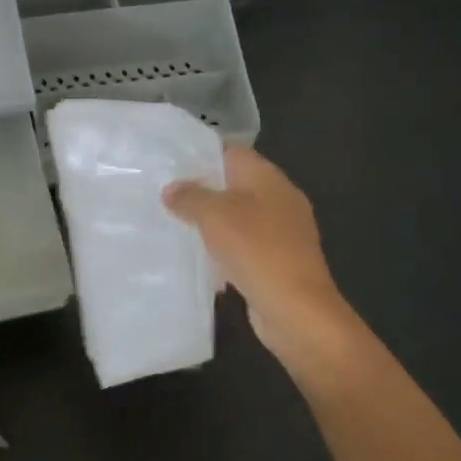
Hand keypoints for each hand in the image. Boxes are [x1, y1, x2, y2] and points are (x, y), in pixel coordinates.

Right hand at [163, 145, 351, 368]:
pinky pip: (245, 245)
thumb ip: (190, 197)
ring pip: (239, 216)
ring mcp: (283, 231)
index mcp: (268, 177)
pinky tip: (200, 257)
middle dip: (202, 189)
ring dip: (212, 221)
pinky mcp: (279, 260)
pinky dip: (224, 247)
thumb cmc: (256, 249)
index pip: (231, 152)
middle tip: (164, 195)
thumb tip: (172, 189)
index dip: (200, 154)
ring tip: (175, 224)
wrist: (295, 308)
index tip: (169, 163)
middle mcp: (280, 198)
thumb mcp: (214, 215)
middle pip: (235, 184)